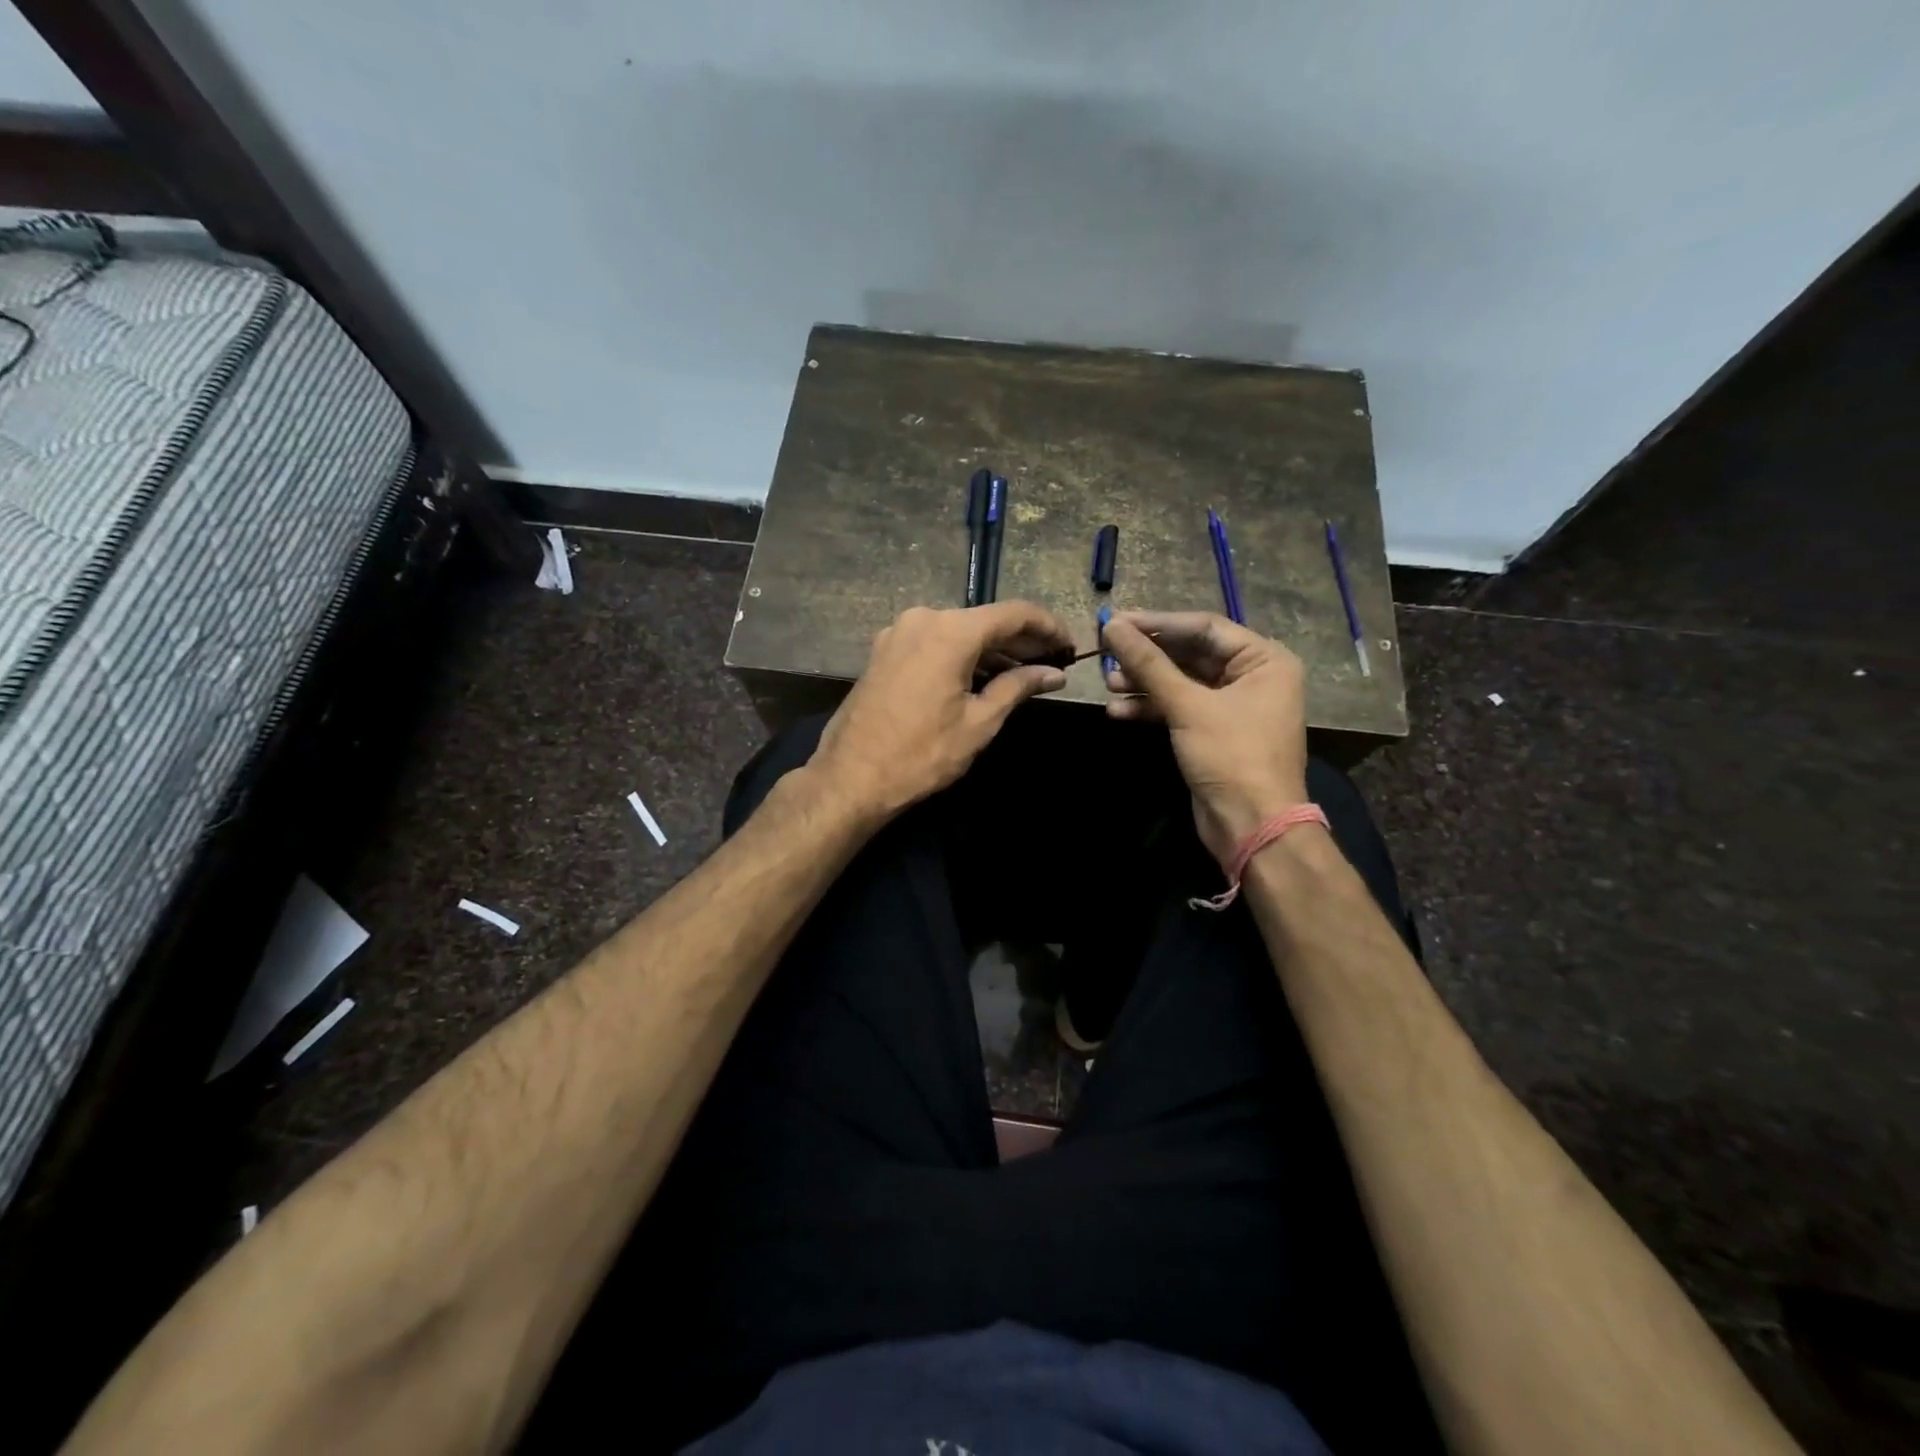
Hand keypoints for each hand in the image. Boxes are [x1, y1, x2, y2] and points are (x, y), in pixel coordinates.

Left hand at [811, 602, 1073, 822]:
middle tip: (1053, 662)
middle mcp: (923, 618)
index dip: (1048, 627)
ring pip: (959, 631)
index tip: (1070, 646)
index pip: (1014, 614)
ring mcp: (898, 633)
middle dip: (1022, 640)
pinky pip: (935, 643)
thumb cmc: (921, 754)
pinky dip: (963, 655)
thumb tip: (1053, 673)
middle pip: (985, 620)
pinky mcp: (885, 651)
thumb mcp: (979, 723)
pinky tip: (984, 677)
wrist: (850, 778)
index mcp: (950, 631)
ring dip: (993, 650)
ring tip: (1025, 673)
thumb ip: (1018, 687)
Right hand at [1101, 611, 1309, 869]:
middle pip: (1190, 654)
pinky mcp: (1214, 731)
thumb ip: (1149, 663)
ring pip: (1180, 682)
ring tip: (1108, 684)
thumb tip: (1112, 626)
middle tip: (1107, 652)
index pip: (1204, 627)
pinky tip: (1118, 712)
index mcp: (1264, 659)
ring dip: (1144, 683)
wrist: (1251, 825)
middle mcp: (1253, 676)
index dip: (1157, 623)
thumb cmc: (1231, 755)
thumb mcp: (1187, 705)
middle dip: (1147, 657)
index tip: (1115, 621)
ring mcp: (1233, 706)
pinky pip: (1179, 707)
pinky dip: (1151, 708)